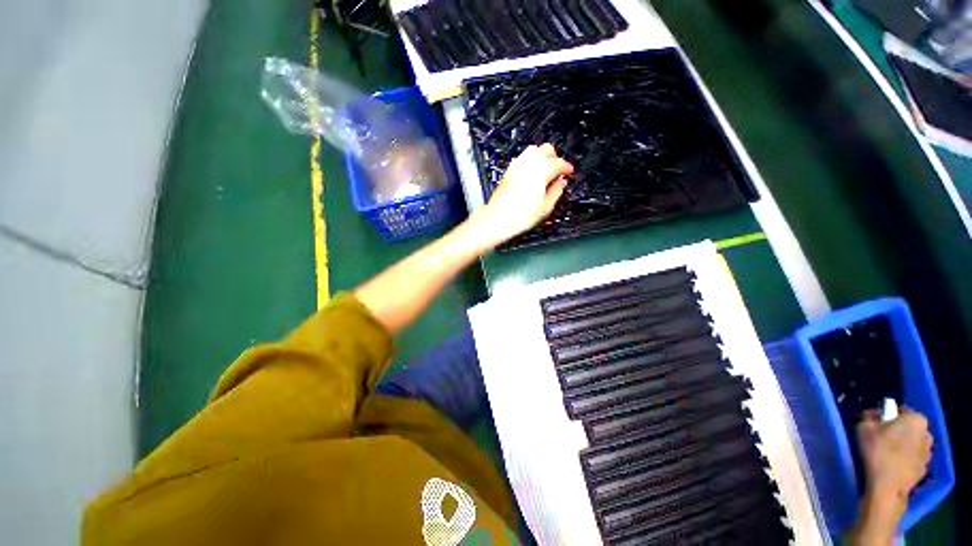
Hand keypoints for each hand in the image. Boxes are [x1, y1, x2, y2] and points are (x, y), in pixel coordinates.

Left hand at [466, 144, 573, 250]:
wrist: (498, 218)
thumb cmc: (520, 216)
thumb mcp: (545, 207)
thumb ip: (556, 191)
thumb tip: (561, 183)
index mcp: (541, 171)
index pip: (559, 163)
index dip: (567, 167)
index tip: (570, 172)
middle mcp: (529, 164)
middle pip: (546, 149)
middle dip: (555, 157)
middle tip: (558, 169)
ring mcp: (517, 165)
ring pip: (533, 149)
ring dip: (542, 156)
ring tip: (546, 169)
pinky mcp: (509, 170)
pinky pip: (522, 157)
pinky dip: (530, 160)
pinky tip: (532, 172)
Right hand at [857, 407, 932, 501]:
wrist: (888, 486)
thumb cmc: (878, 452)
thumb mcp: (864, 427)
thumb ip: (869, 417)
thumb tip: (873, 416)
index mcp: (916, 419)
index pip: (900, 410)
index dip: (886, 415)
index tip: (874, 423)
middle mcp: (927, 433)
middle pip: (908, 428)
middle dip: (896, 431)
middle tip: (879, 437)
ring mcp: (928, 453)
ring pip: (912, 443)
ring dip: (901, 445)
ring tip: (885, 453)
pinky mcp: (924, 468)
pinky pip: (912, 458)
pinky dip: (903, 458)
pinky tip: (891, 464)